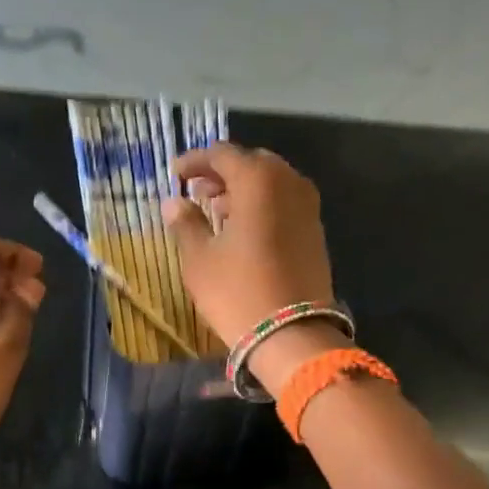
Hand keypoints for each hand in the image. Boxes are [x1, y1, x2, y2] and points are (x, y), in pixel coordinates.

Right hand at [163, 144, 334, 348]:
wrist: (291, 334)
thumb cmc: (237, 291)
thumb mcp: (199, 259)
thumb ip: (185, 223)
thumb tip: (173, 202)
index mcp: (257, 180)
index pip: (222, 154)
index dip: (195, 162)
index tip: (175, 175)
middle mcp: (288, 182)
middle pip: (251, 163)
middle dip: (222, 173)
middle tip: (197, 192)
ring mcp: (307, 206)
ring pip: (271, 183)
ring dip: (243, 190)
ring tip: (217, 211)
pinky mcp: (315, 231)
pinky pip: (284, 203)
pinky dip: (262, 206)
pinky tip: (243, 229)